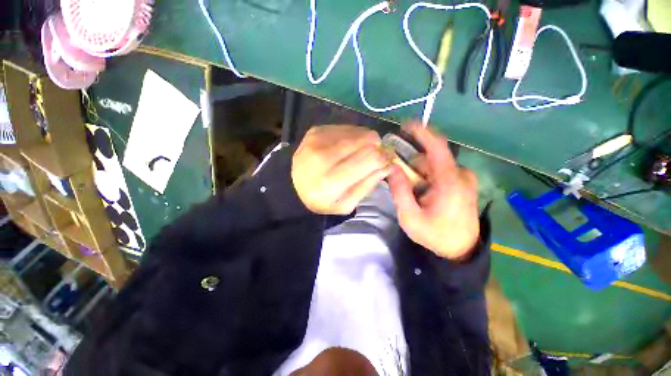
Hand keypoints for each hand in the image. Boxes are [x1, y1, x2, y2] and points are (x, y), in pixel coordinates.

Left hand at [292, 125, 391, 214]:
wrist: (293, 184)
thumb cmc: (321, 199)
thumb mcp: (346, 204)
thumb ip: (367, 185)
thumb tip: (388, 165)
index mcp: (330, 182)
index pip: (370, 159)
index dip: (384, 158)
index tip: (386, 161)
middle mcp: (323, 157)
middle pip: (366, 141)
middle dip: (377, 147)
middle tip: (376, 155)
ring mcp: (318, 140)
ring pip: (358, 132)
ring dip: (366, 141)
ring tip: (360, 152)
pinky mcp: (316, 130)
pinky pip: (346, 128)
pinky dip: (353, 136)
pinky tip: (348, 147)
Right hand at [388, 122, 479, 259]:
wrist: (461, 250)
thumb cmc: (435, 235)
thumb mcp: (410, 217)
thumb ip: (400, 191)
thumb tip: (391, 167)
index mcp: (450, 181)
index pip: (437, 147)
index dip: (421, 132)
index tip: (405, 124)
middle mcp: (460, 174)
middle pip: (430, 158)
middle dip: (412, 166)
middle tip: (400, 182)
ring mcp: (464, 178)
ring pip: (434, 165)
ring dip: (419, 174)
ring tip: (414, 194)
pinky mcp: (463, 183)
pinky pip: (440, 172)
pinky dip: (426, 177)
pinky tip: (422, 193)